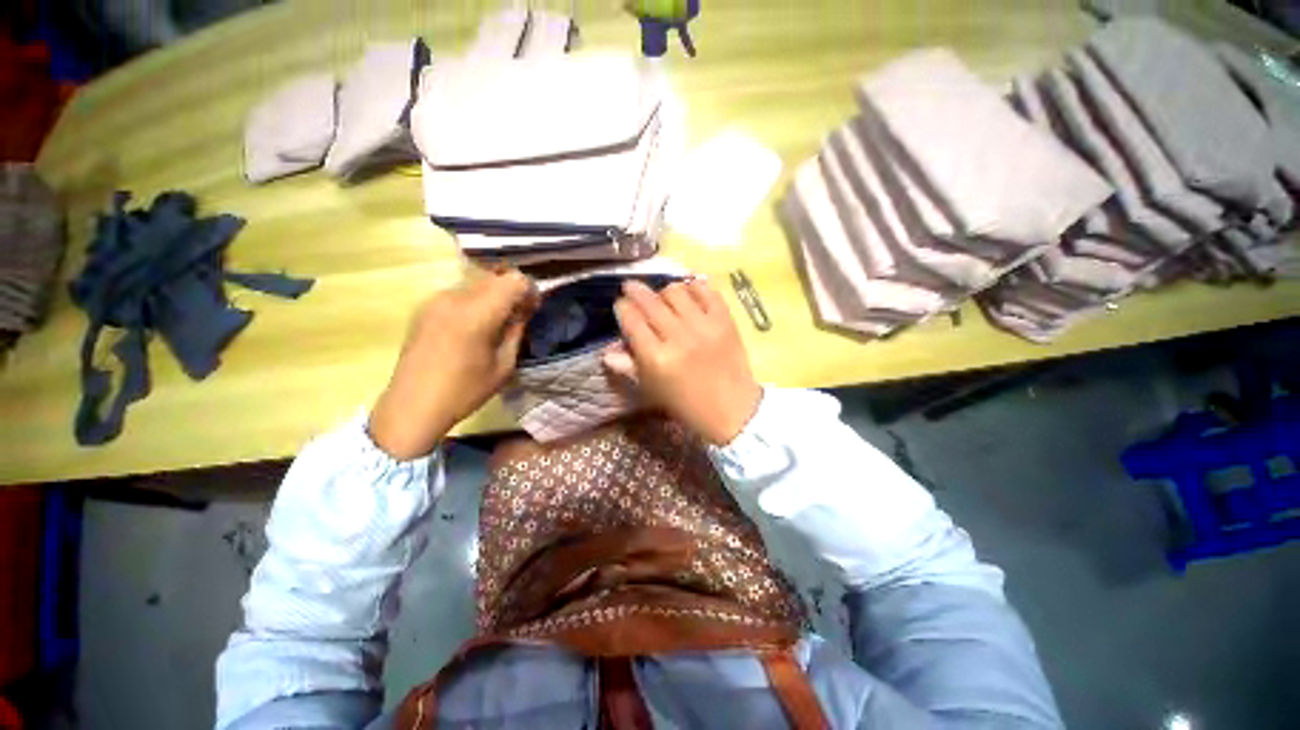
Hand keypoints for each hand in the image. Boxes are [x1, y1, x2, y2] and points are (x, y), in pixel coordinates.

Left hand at [369, 269, 537, 459]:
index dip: (529, 291)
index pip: (514, 281)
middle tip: (519, 316)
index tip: (533, 309)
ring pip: (477, 284)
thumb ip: (516, 331)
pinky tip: (474, 327)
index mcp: (476, 314)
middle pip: (495, 278)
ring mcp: (435, 300)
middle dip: (512, 292)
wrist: (412, 406)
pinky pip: (460, 293)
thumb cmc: (464, 391)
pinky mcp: (425, 306)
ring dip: (494, 297)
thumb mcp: (503, 365)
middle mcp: (454, 298)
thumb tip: (524, 311)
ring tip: (496, 323)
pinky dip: (475, 302)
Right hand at [603, 278, 761, 445]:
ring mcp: (704, 326)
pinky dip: (694, 288)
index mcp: (656, 359)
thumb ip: (629, 367)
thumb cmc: (687, 404)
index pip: (631, 320)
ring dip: (664, 291)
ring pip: (676, 291)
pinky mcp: (725, 320)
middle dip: (636, 291)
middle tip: (631, 287)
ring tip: (664, 298)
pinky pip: (706, 291)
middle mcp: (678, 337)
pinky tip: (689, 295)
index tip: (621, 304)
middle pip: (650, 302)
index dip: (622, 308)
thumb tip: (607, 351)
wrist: (732, 409)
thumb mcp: (652, 390)